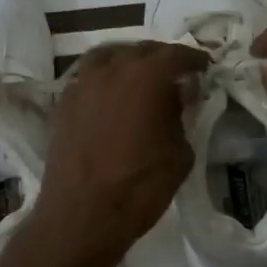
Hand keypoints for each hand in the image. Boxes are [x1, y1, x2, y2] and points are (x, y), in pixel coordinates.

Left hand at [23, 41, 208, 266]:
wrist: (82, 215)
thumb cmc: (140, 187)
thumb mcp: (179, 154)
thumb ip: (180, 118)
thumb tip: (175, 101)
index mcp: (146, 77)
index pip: (175, 54)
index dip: (193, 59)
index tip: (203, 67)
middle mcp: (111, 70)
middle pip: (140, 50)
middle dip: (161, 58)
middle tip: (175, 74)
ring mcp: (82, 85)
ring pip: (108, 57)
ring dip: (127, 61)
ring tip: (138, 77)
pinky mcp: (62, 104)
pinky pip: (87, 78)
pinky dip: (103, 80)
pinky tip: (110, 97)